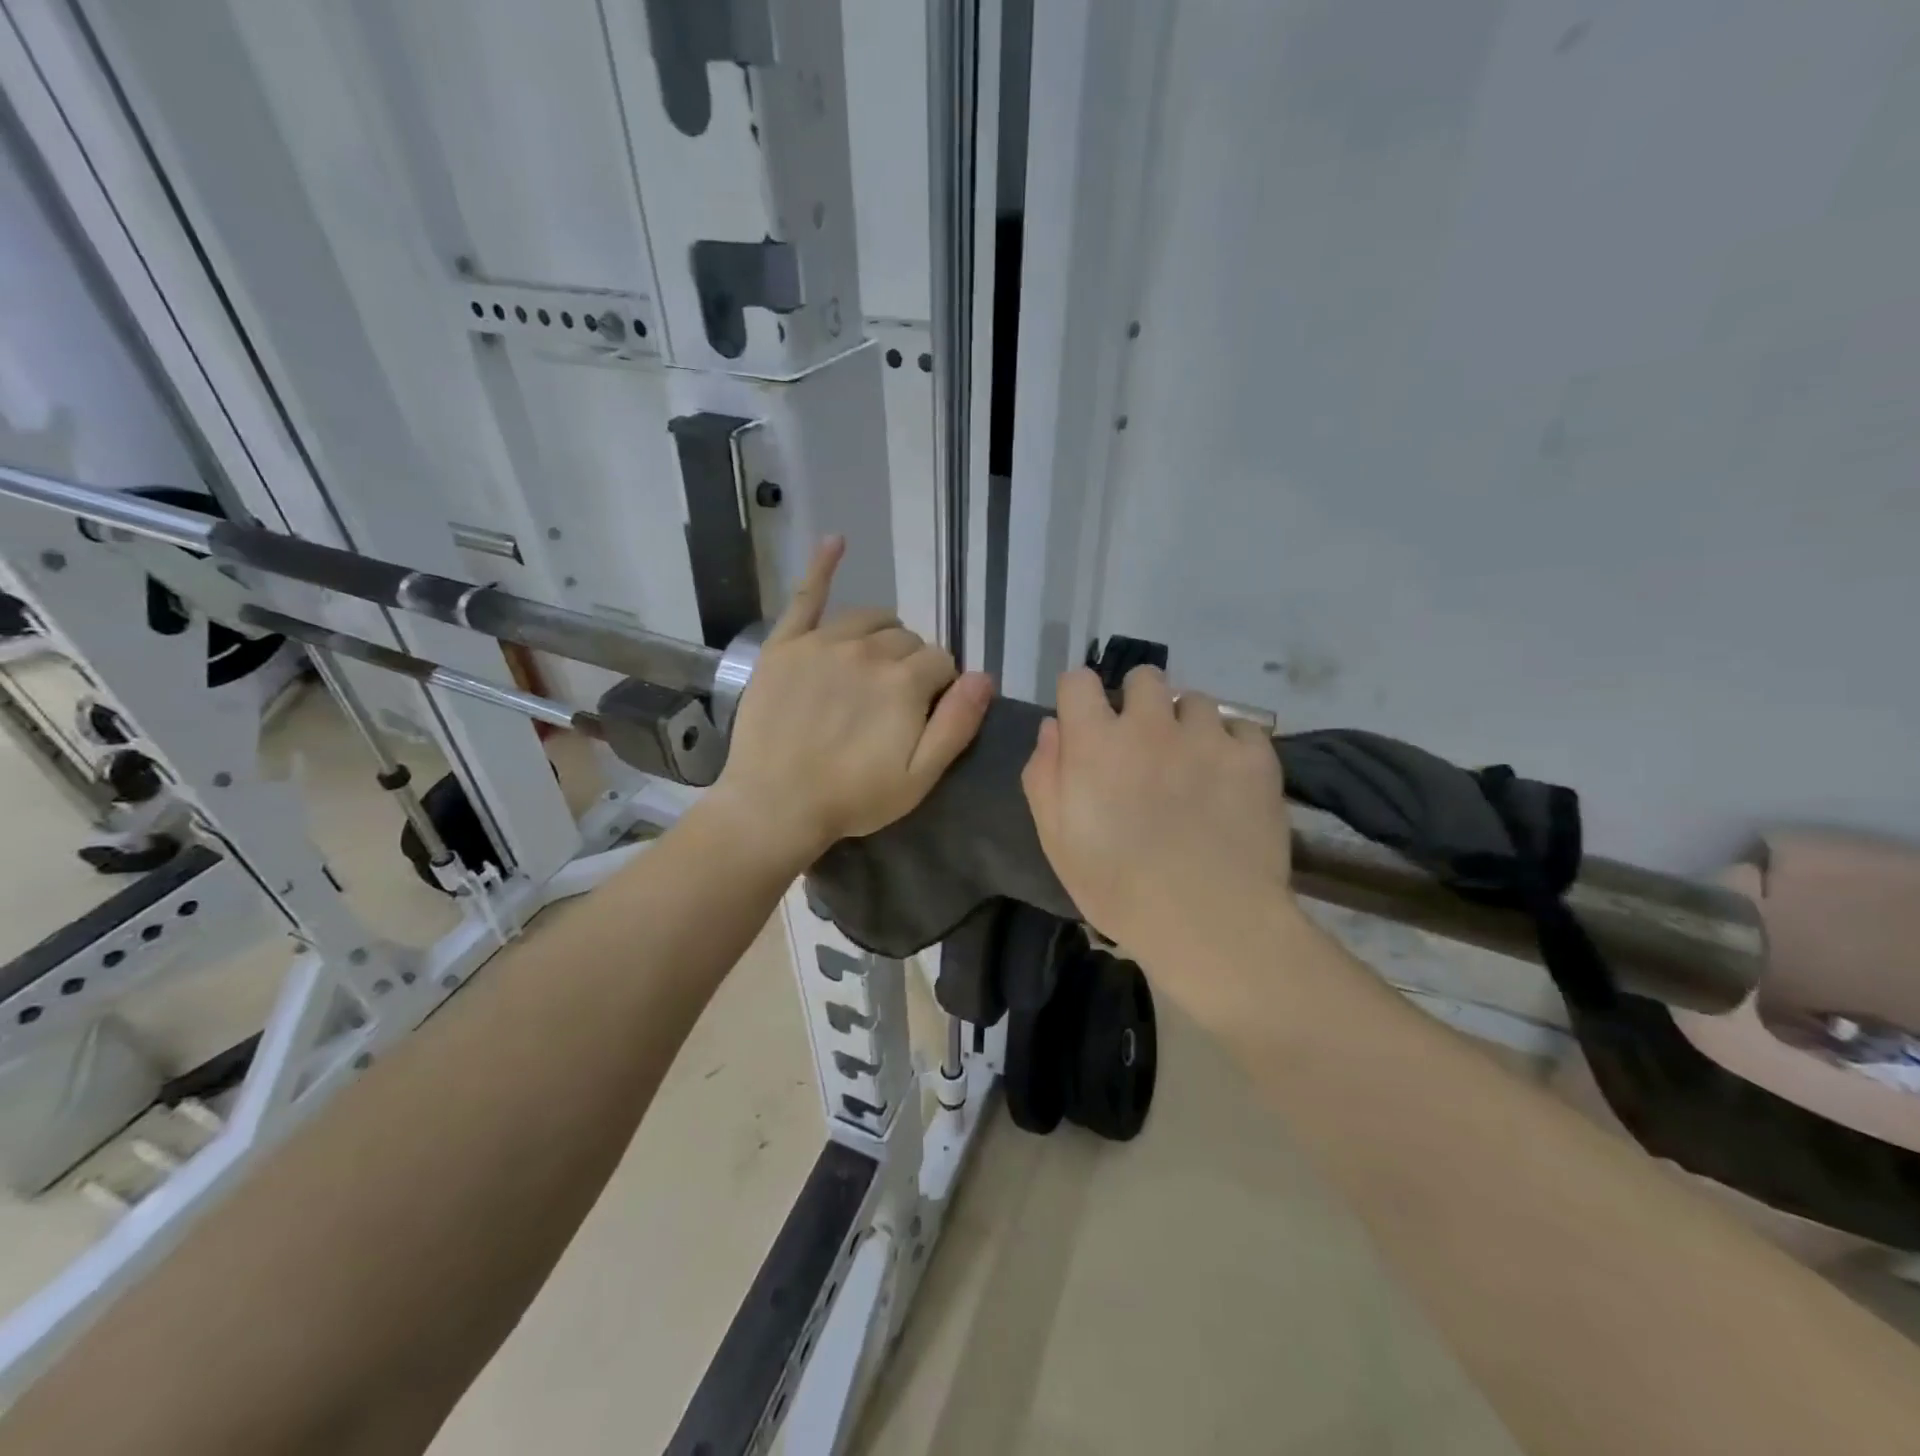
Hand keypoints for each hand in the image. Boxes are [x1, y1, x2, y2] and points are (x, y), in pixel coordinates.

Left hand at [709, 538, 993, 865]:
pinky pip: (806, 596)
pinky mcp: (785, 645)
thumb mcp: (920, 776)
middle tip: (892, 703)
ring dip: (882, 634)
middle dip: (910, 665)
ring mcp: (823, 643)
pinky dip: (823, 566)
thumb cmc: (853, 797)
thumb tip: (984, 676)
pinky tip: (835, 541)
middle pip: (906, 640)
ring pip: (869, 619)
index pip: (941, 662)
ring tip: (873, 665)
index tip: (923, 713)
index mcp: (905, 681)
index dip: (939, 687)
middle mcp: (867, 650)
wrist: (775, 805)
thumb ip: (957, 723)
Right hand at [1022, 666, 1295, 959]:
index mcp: (1096, 742)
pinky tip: (1229, 780)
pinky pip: (1242, 728)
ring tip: (1192, 766)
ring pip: (1195, 701)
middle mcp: (1150, 724)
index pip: (1078, 681)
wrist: (1209, 922)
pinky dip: (1233, 746)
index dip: (1079, 698)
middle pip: (1144, 677)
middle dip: (1138, 702)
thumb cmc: (1118, 887)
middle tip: (1143, 746)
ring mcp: (1207, 737)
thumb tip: (1053, 726)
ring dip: (1186, 724)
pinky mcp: (1255, 757)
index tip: (1086, 724)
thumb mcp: (1056, 840)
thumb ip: (1044, 774)